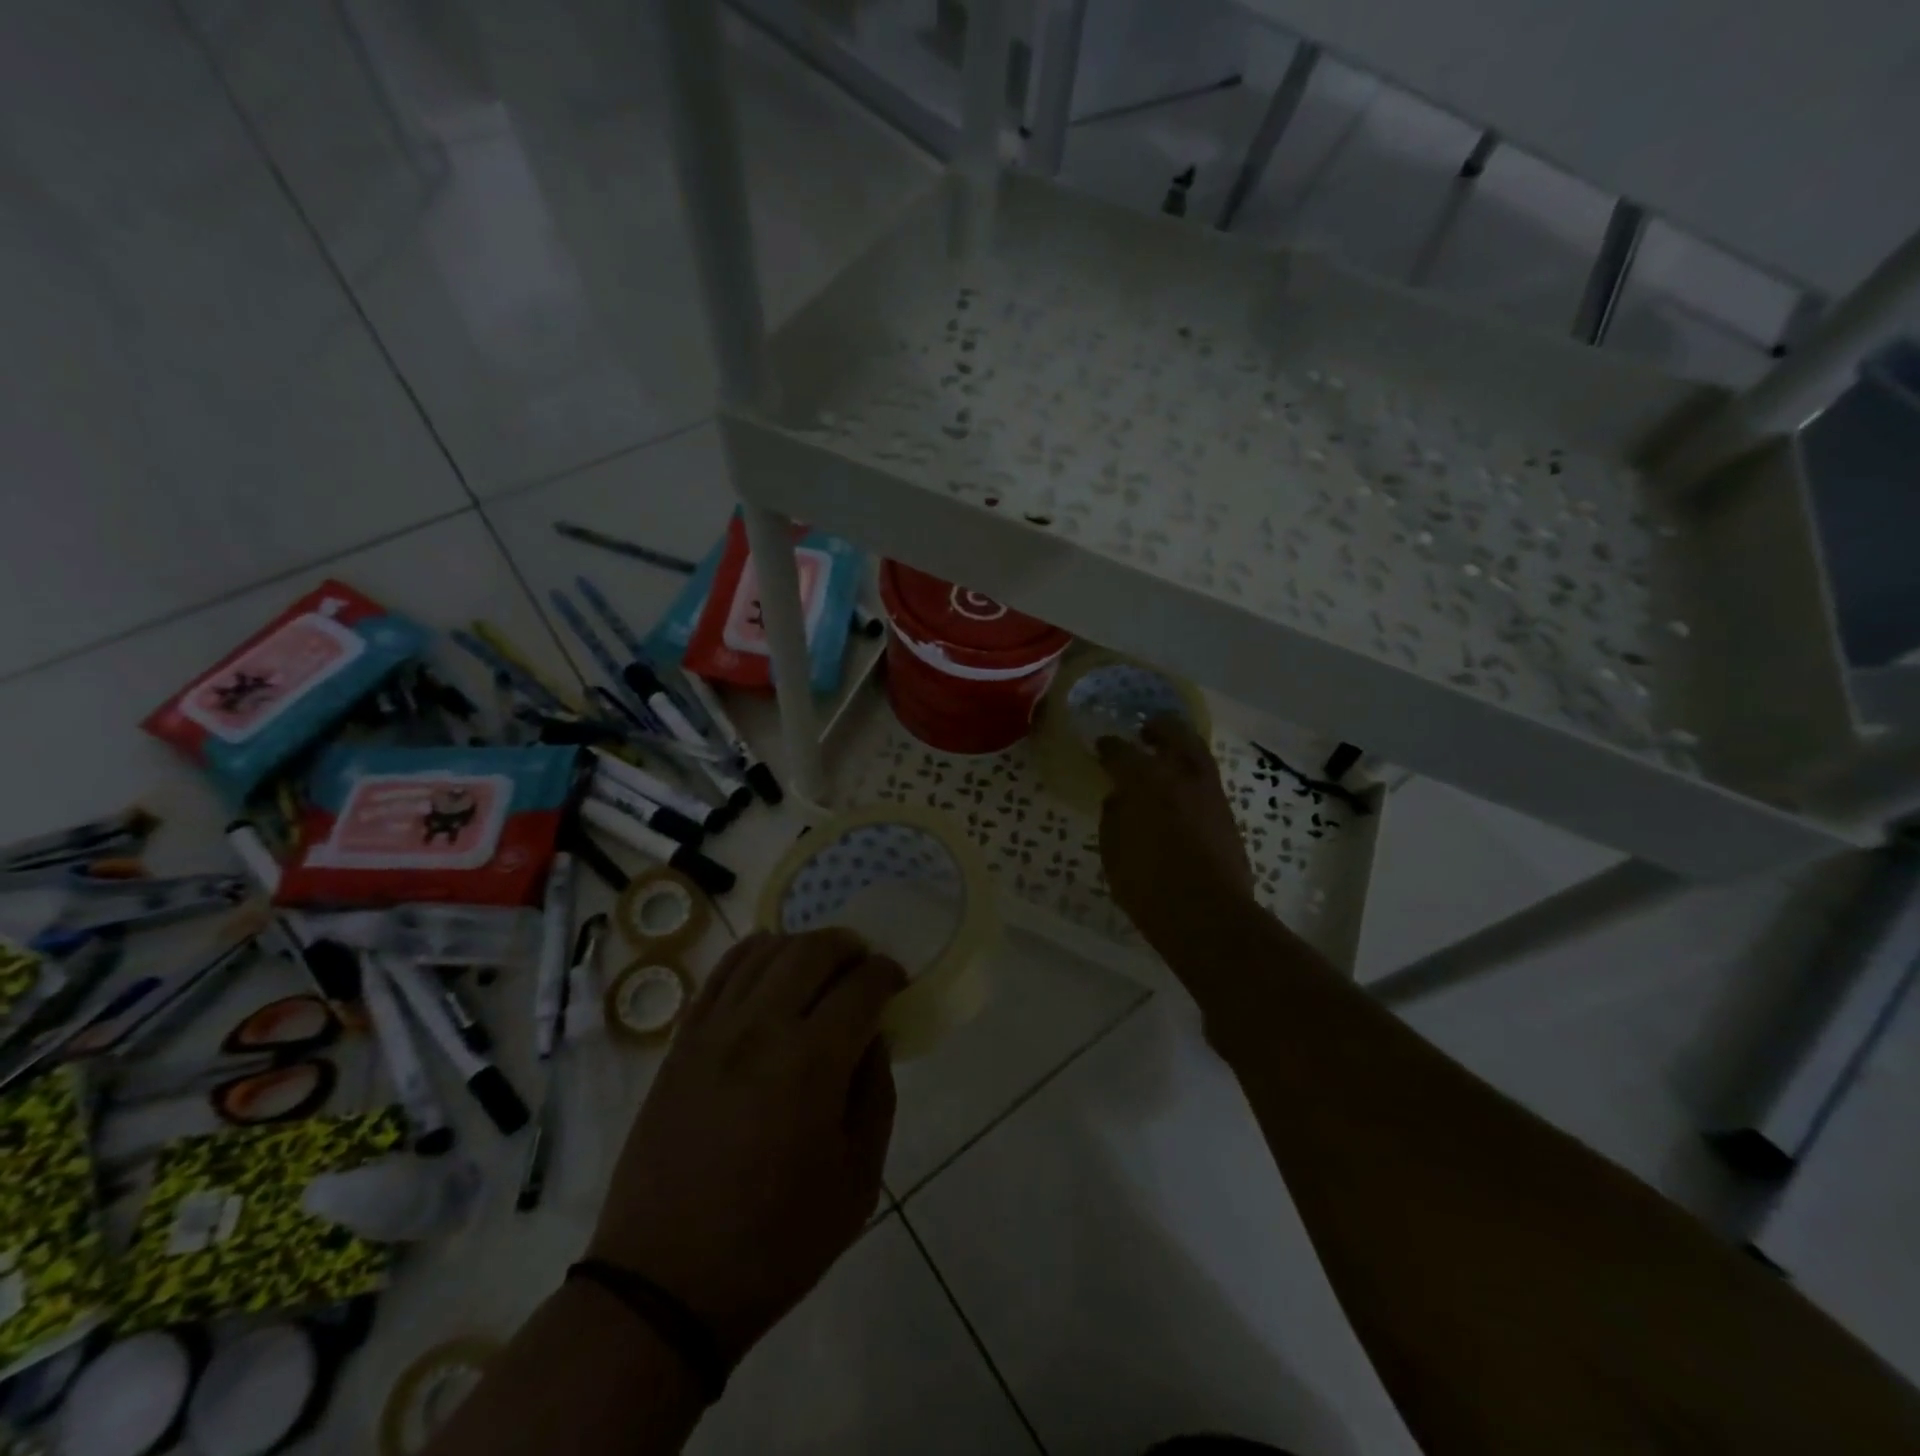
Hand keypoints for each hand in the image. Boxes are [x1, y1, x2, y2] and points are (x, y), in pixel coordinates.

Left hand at [589, 930, 904, 1359]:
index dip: (886, 974)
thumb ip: (876, 1095)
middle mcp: (761, 1029)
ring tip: (819, 967)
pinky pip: (719, 974)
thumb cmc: (776, 1243)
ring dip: (801, 946)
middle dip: (848, 947)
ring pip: (764, 951)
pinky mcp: (681, 1043)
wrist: (664, 1285)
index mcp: (812, 1063)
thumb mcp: (858, 1182)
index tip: (895, 984)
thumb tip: (873, 1037)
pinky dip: (751, 955)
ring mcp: (714, 1031)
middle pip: (812, 950)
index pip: (861, 985)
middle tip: (862, 967)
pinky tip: (767, 964)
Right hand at [1097, 716, 1254, 950]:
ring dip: (1180, 745)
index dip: (1108, 747)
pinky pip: (1207, 779)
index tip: (1101, 746)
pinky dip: (1192, 773)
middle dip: (1158, 727)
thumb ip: (1113, 819)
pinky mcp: (1227, 814)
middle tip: (1145, 729)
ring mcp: (1209, 793)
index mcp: (1145, 782)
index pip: (1121, 752)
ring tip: (1167, 752)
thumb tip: (1118, 800)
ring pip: (1197, 753)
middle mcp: (1180, 777)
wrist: (1208, 915)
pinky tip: (1181, 787)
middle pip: (1173, 734)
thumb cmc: (1149, 886)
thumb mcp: (1114, 853)